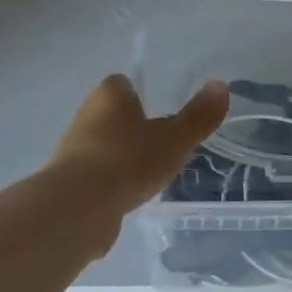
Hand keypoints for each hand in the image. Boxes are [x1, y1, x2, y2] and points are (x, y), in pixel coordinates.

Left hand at [51, 74, 228, 218]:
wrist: (79, 208)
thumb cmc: (129, 161)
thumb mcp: (175, 139)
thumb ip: (198, 116)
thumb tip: (221, 86)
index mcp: (109, 96)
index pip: (123, 84)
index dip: (142, 94)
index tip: (163, 109)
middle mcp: (86, 116)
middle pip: (113, 115)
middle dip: (135, 127)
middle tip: (164, 142)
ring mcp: (73, 150)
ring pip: (105, 145)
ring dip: (124, 156)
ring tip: (151, 172)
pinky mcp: (69, 183)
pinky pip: (97, 175)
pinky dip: (113, 182)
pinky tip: (131, 195)